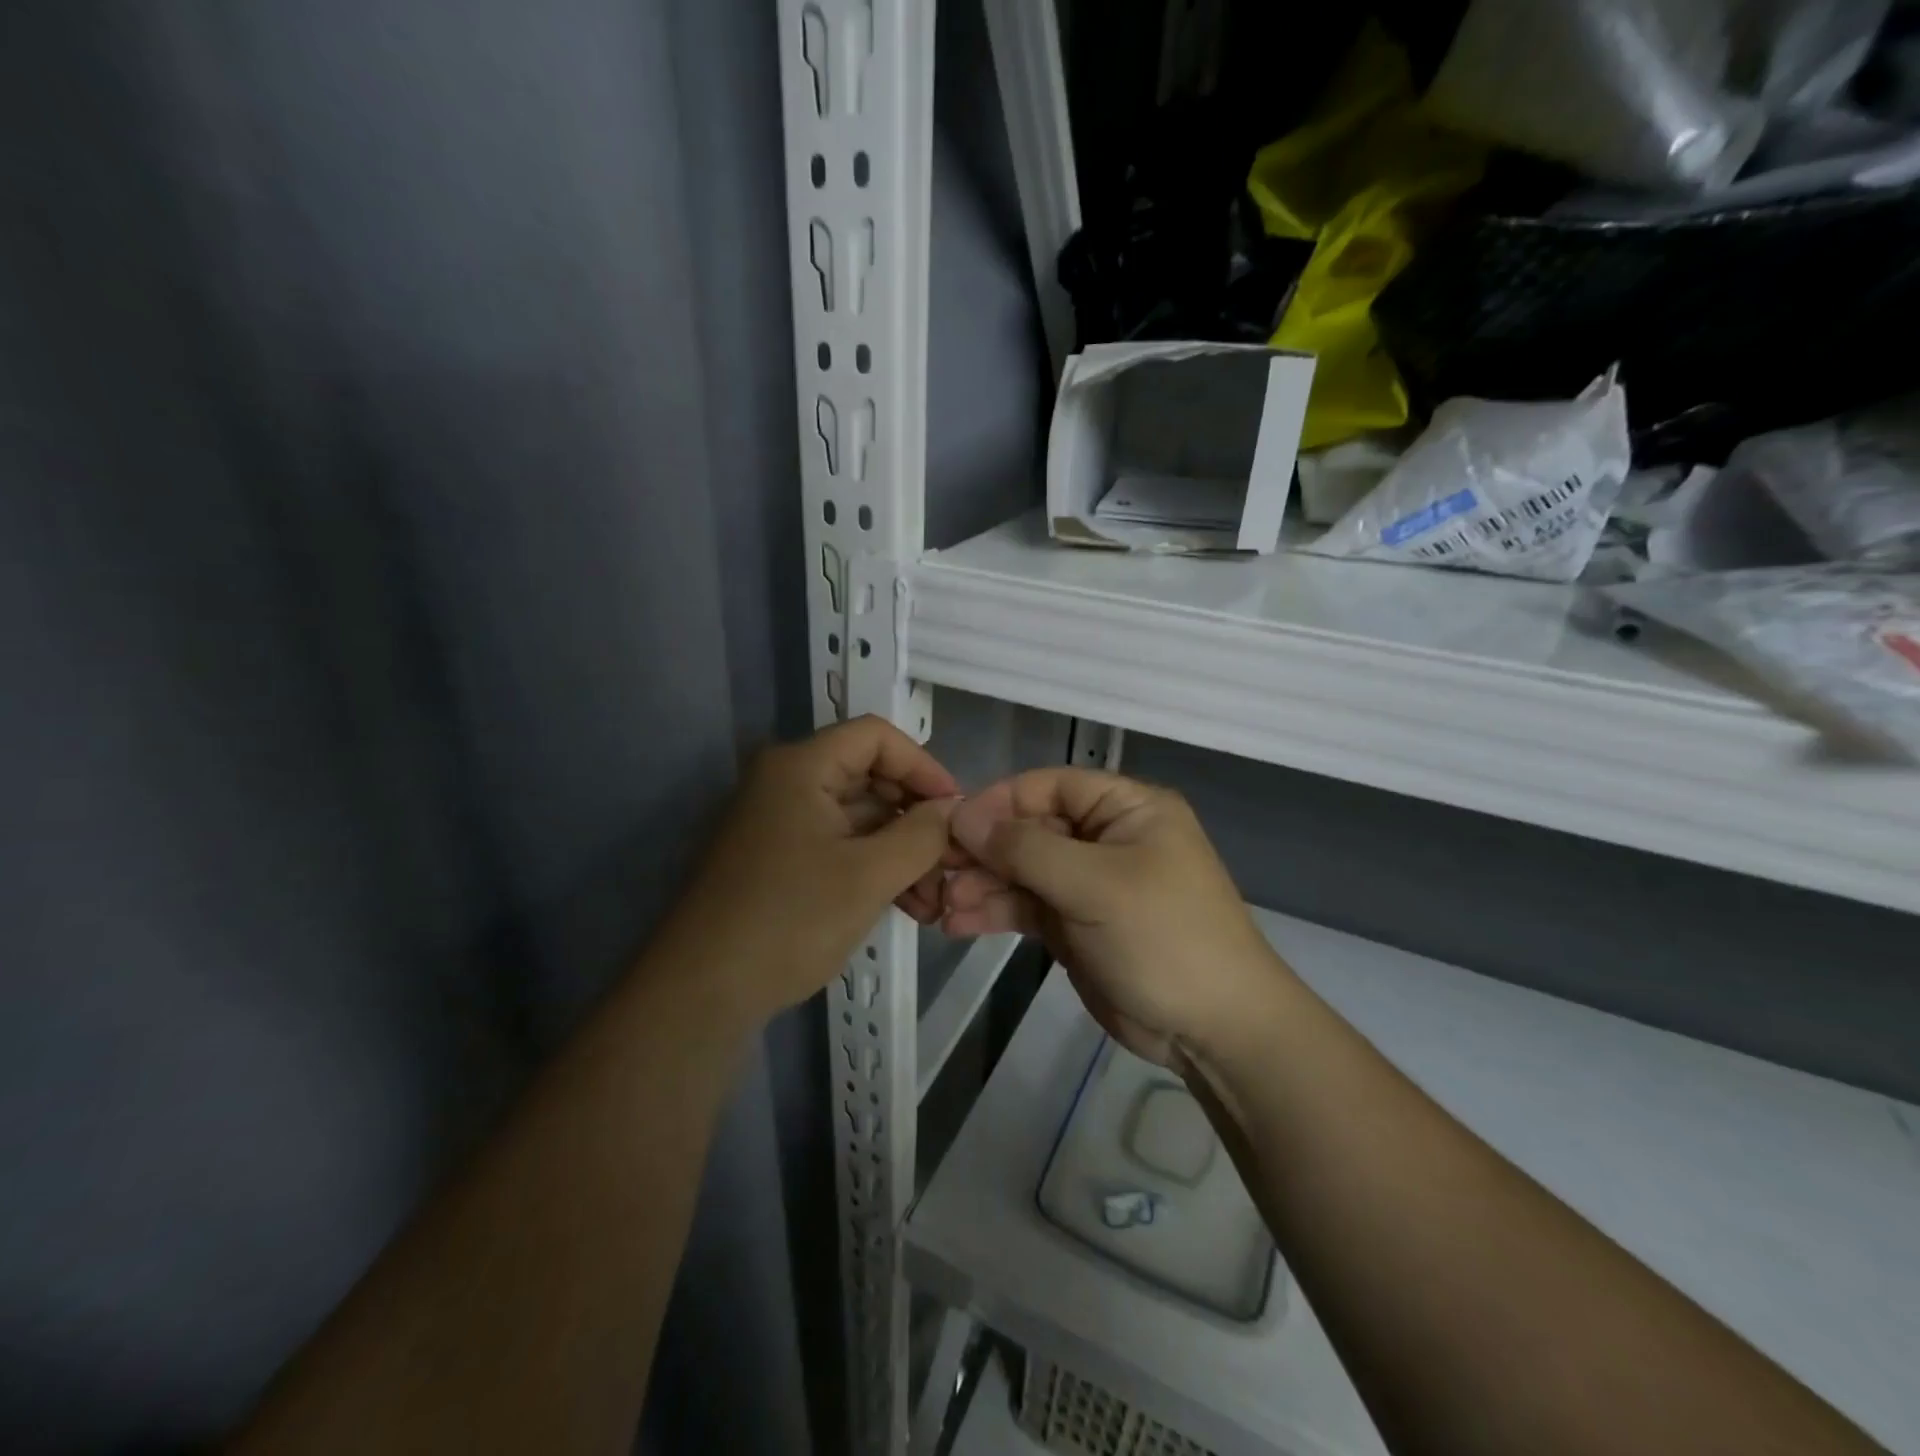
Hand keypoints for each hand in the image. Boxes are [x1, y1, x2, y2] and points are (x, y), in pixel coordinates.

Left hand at [662, 716, 959, 1021]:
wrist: (701, 992)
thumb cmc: (789, 920)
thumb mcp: (869, 876)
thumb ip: (922, 835)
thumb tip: (954, 809)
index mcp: (800, 767)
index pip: (876, 736)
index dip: (923, 765)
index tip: (955, 810)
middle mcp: (787, 782)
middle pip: (870, 776)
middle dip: (917, 817)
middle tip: (954, 859)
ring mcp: (780, 822)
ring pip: (859, 818)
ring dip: (902, 850)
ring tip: (938, 896)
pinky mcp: (779, 858)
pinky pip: (839, 845)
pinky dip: (875, 867)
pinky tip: (910, 904)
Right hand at [942, 768, 1288, 1069]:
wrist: (1215, 1030)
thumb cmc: (1165, 937)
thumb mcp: (1096, 885)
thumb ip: (1026, 849)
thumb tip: (963, 818)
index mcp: (1124, 808)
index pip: (1048, 787)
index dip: (998, 802)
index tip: (952, 827)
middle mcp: (1104, 837)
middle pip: (1029, 830)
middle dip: (983, 851)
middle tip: (935, 873)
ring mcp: (1087, 883)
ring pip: (1021, 870)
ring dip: (981, 884)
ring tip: (939, 905)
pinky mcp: (1074, 923)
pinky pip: (1026, 906)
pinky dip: (993, 911)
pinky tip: (957, 923)